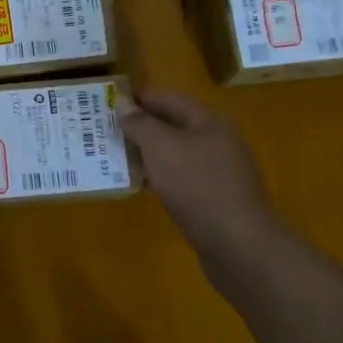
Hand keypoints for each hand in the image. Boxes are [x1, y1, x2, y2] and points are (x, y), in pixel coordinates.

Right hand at [121, 89, 281, 265]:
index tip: (105, 103)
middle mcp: (217, 140)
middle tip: (104, 131)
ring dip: (146, 153)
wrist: (238, 245)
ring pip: (175, 152)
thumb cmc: (198, 187)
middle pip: (172, 124)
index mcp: (209, 120)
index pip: (167, 98)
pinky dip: (159, 176)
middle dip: (139, 127)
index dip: (137, 98)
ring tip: (114, 156)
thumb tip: (123, 103)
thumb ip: (140, 124)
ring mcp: (218, 170)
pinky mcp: (214, 197)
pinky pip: (181, 177)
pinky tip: (139, 184)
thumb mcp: (162, 149)